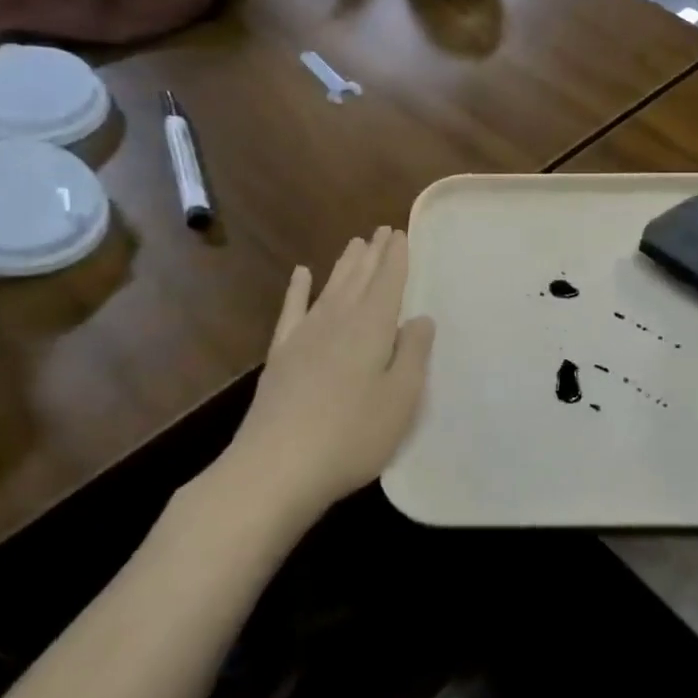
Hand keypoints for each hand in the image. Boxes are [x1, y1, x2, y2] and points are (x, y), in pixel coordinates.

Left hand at [223, 227, 434, 521]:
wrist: (277, 466)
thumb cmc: (352, 436)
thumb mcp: (401, 399)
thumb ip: (414, 354)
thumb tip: (420, 318)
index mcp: (372, 329)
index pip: (388, 283)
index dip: (396, 258)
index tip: (400, 233)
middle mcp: (338, 321)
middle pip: (359, 279)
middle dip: (373, 254)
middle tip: (381, 230)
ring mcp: (305, 336)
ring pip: (330, 288)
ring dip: (344, 265)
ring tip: (355, 243)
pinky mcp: (281, 355)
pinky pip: (292, 311)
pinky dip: (298, 290)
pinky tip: (301, 274)